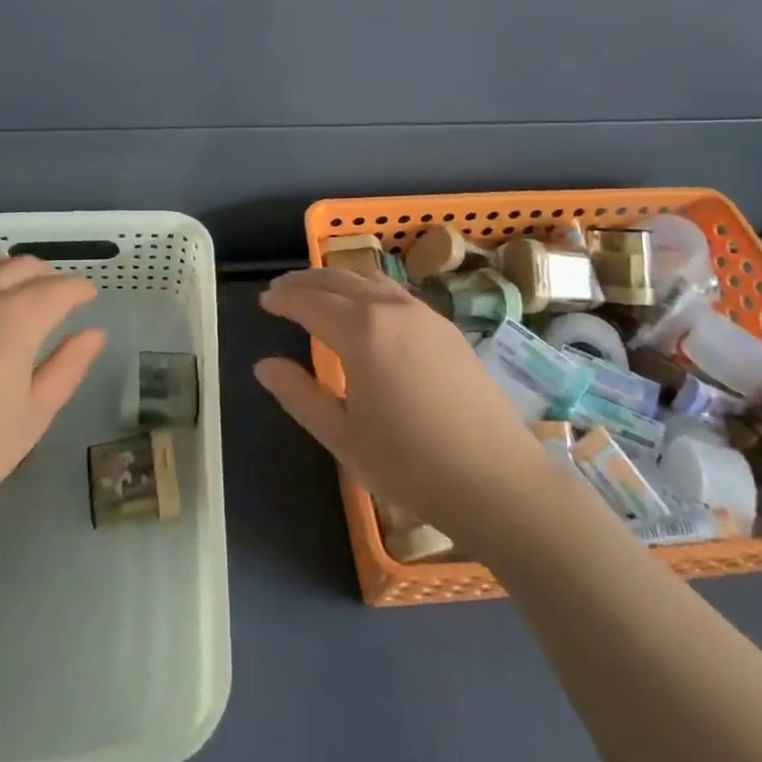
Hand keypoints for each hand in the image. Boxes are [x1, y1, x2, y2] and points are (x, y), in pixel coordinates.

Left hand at [0, 249, 106, 555]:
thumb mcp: (33, 417)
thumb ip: (68, 368)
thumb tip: (94, 334)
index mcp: (16, 316)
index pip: (60, 289)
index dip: (80, 291)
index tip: (89, 299)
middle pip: (24, 266)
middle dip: (48, 278)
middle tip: (57, 302)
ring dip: (7, 268)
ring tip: (12, 293)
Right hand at [255, 268, 554, 558]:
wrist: (498, 481)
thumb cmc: (411, 465)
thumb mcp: (343, 437)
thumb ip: (299, 394)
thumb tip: (264, 365)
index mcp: (362, 331)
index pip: (310, 302)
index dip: (283, 299)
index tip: (263, 301)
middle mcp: (392, 309)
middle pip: (339, 280)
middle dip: (305, 281)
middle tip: (281, 290)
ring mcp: (424, 314)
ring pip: (370, 280)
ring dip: (337, 280)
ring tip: (317, 292)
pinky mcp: (446, 328)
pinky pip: (395, 293)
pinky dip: (366, 290)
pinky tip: (364, 310)